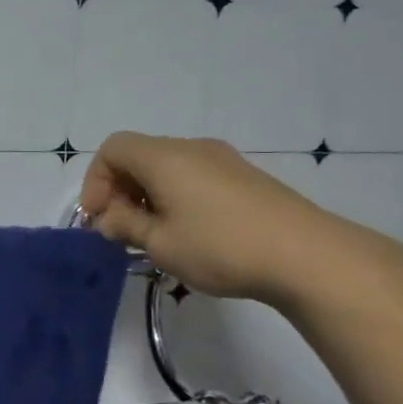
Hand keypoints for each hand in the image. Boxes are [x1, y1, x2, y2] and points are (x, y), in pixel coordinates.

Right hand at [79, 133, 374, 304]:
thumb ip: (125, 226)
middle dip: (119, 190)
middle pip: (139, 156)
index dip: (95, 181)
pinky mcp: (245, 178)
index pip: (113, 149)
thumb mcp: (160, 244)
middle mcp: (192, 148)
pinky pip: (193, 177)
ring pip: (167, 168)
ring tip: (152, 236)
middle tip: (119, 231)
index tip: (98, 219)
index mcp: (164, 157)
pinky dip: (175, 197)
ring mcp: (223, 160)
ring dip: (148, 196)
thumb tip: (108, 218)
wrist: (307, 255)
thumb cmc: (220, 247)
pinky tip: (187, 233)